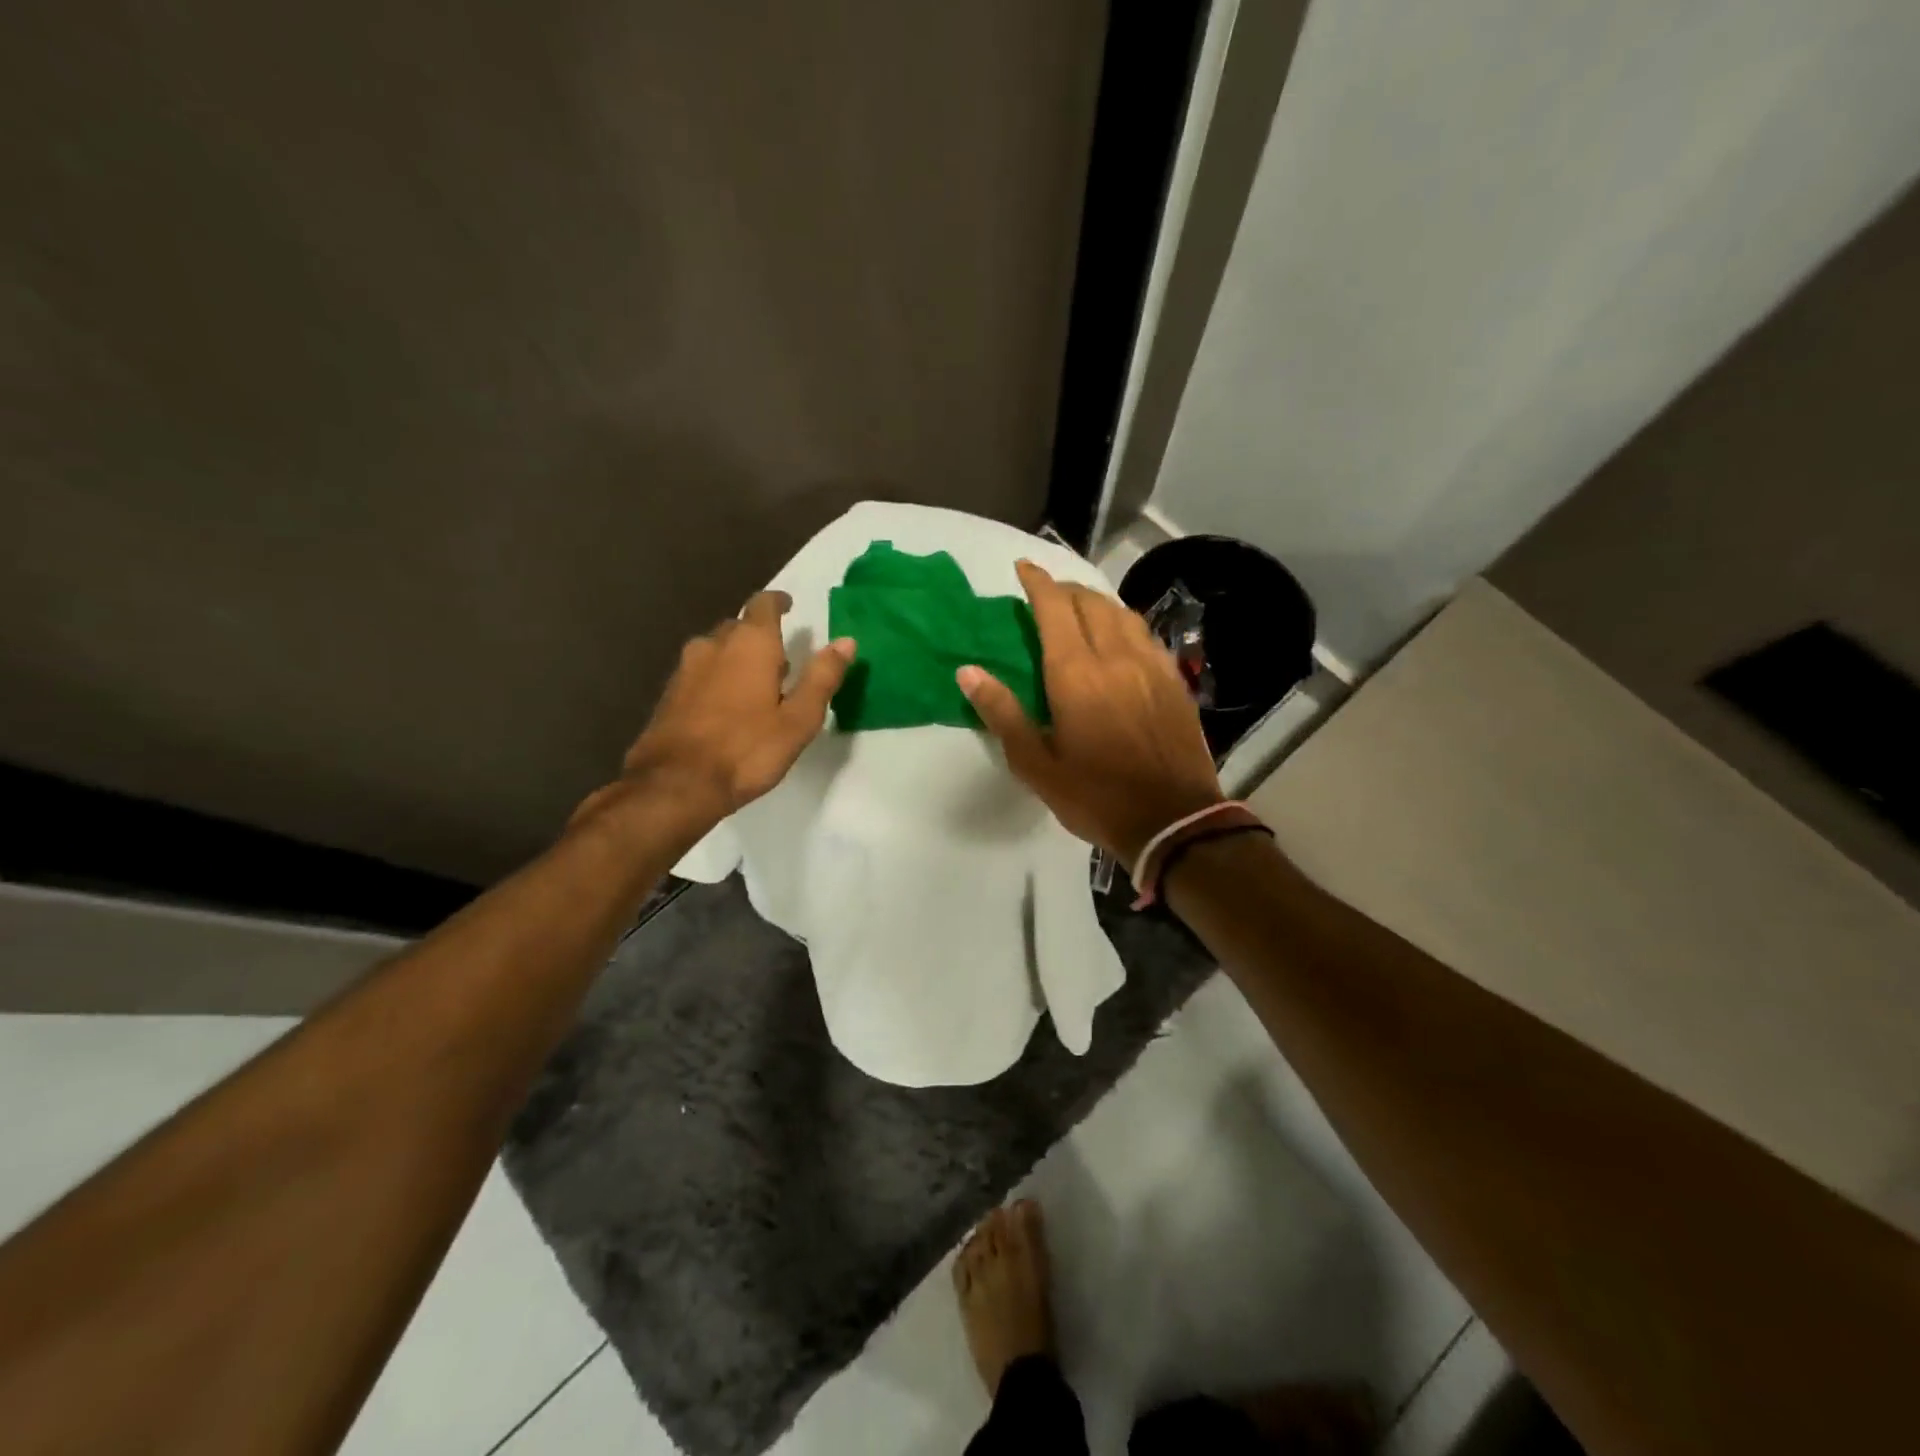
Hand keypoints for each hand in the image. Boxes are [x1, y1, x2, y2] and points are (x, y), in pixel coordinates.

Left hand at [576, 591, 854, 834]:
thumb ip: (822, 677)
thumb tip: (846, 642)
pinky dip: (716, 678)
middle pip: (738, 627)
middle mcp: (714, 645)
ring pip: (715, 650)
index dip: (777, 602)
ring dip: (735, 658)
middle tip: (780, 659)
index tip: (789, 606)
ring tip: (754, 684)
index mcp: (750, 644)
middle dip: (759, 635)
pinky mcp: (669, 694)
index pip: (763, 605)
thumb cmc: (747, 750)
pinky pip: (699, 673)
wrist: (676, 785)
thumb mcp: (799, 719)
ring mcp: (685, 669)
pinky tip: (725, 706)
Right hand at [957, 560, 1222, 865]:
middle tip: (1047, 594)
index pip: (1054, 608)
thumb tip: (968, 671)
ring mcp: (1151, 666)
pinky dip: (1124, 623)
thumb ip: (1002, 712)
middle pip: (1090, 602)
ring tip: (1081, 609)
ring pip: (1122, 613)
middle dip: (1065, 589)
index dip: (1038, 582)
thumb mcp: (1035, 764)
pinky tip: (1120, 638)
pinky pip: (1145, 635)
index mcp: (1076, 673)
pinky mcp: (1173, 681)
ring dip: (1096, 602)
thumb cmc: (1094, 795)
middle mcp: (1115, 656)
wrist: (1172, 820)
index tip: (1023, 567)